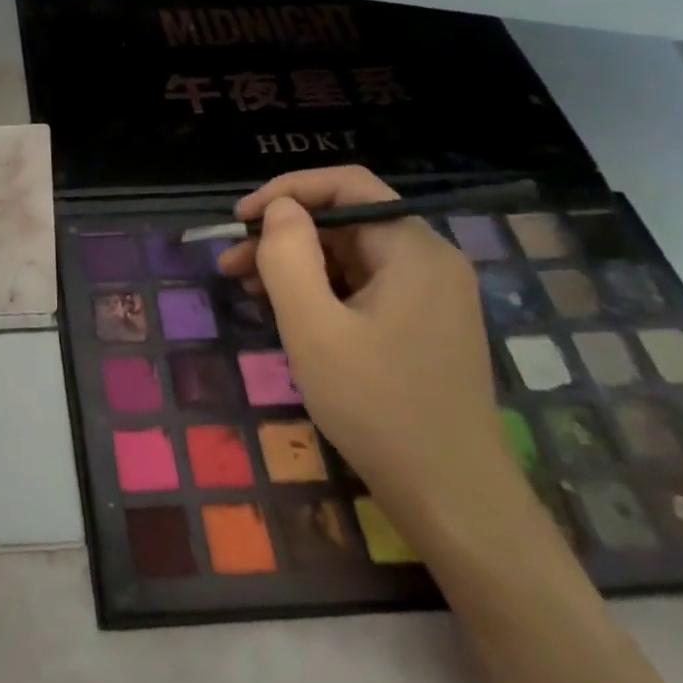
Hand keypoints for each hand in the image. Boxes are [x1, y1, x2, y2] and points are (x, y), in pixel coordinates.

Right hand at [215, 166, 519, 528]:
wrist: (452, 497)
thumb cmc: (378, 406)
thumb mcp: (314, 327)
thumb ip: (288, 256)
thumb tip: (278, 210)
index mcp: (413, 249)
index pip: (346, 185)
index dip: (286, 191)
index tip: (238, 219)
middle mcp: (428, 260)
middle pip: (346, 221)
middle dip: (283, 235)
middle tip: (230, 264)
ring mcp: (429, 295)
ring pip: (350, 255)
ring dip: (295, 264)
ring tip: (246, 289)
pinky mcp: (422, 325)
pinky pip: (362, 287)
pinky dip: (319, 290)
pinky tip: (286, 313)